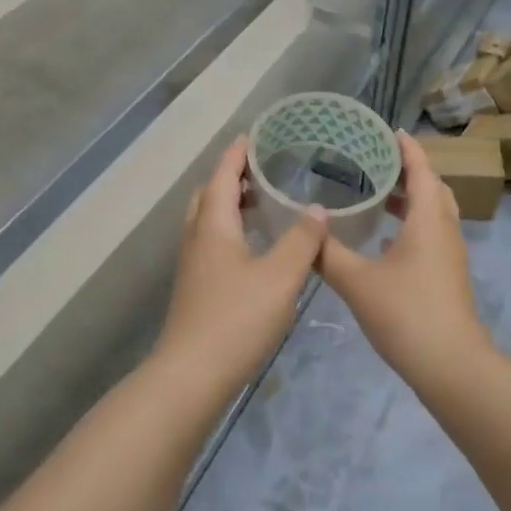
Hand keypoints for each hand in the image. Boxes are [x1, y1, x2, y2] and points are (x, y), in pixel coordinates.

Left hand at [153, 136, 327, 387]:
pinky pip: (211, 242)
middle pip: (208, 195)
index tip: (251, 135)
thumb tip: (318, 209)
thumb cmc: (237, 319)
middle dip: (229, 176)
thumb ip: (302, 241)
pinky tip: (253, 247)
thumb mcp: (280, 277)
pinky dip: (230, 229)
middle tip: (259, 168)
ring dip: (228, 203)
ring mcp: (193, 266)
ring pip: (207, 221)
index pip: (222, 176)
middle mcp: (197, 239)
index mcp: (213, 226)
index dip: (236, 154)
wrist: (192, 375)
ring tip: (261, 201)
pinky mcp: (196, 288)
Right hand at [319, 131, 493, 379]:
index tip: (389, 130)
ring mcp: (450, 254)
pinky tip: (385, 240)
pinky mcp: (447, 275)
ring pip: (434, 213)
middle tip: (377, 161)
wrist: (450, 364)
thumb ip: (328, 254)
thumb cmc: (405, 313)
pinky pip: (431, 234)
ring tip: (378, 194)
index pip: (421, 170)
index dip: (407, 148)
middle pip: (433, 188)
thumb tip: (307, 230)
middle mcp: (444, 230)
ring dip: (411, 198)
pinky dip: (411, 224)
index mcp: (427, 220)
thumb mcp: (357, 281)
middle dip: (409, 171)